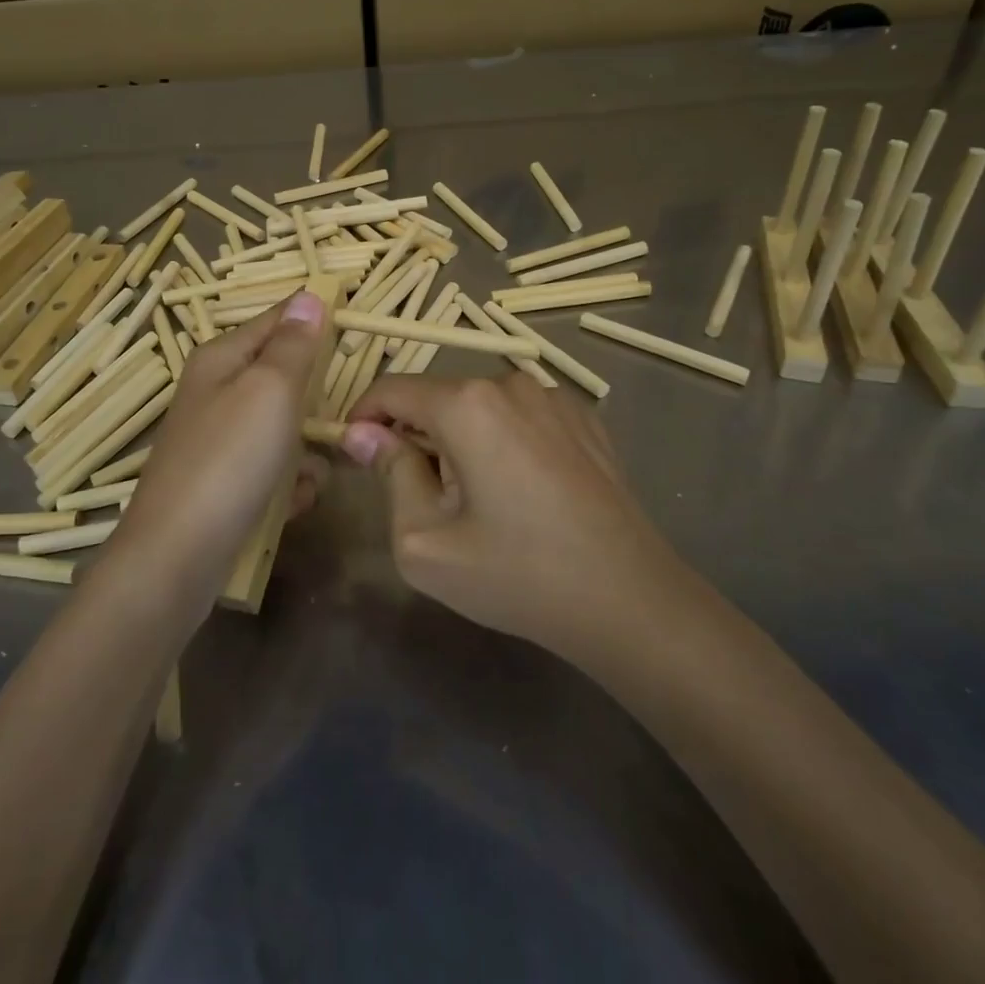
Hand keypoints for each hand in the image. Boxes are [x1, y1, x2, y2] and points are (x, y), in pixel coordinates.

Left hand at [108, 292, 329, 604]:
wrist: (177, 556)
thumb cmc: (229, 459)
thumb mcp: (270, 390)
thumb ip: (293, 345)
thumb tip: (309, 297)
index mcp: (222, 358)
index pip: (278, 319)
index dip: (315, 322)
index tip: (355, 335)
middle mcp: (217, 391)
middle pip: (283, 377)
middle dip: (315, 401)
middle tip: (336, 422)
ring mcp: (219, 439)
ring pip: (285, 428)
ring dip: (306, 451)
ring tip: (310, 474)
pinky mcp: (225, 482)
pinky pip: (272, 469)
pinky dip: (287, 484)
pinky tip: (291, 503)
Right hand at [343, 373, 671, 658]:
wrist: (630, 600)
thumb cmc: (517, 575)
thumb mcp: (426, 540)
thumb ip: (389, 474)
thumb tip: (362, 433)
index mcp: (467, 404)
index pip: (392, 389)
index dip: (364, 416)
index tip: (354, 453)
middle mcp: (510, 383)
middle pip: (438, 397)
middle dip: (416, 436)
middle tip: (420, 496)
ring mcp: (554, 397)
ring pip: (481, 407)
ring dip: (461, 439)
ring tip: (476, 500)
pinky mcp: (585, 418)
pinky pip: (521, 417)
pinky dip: (503, 440)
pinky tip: (522, 492)